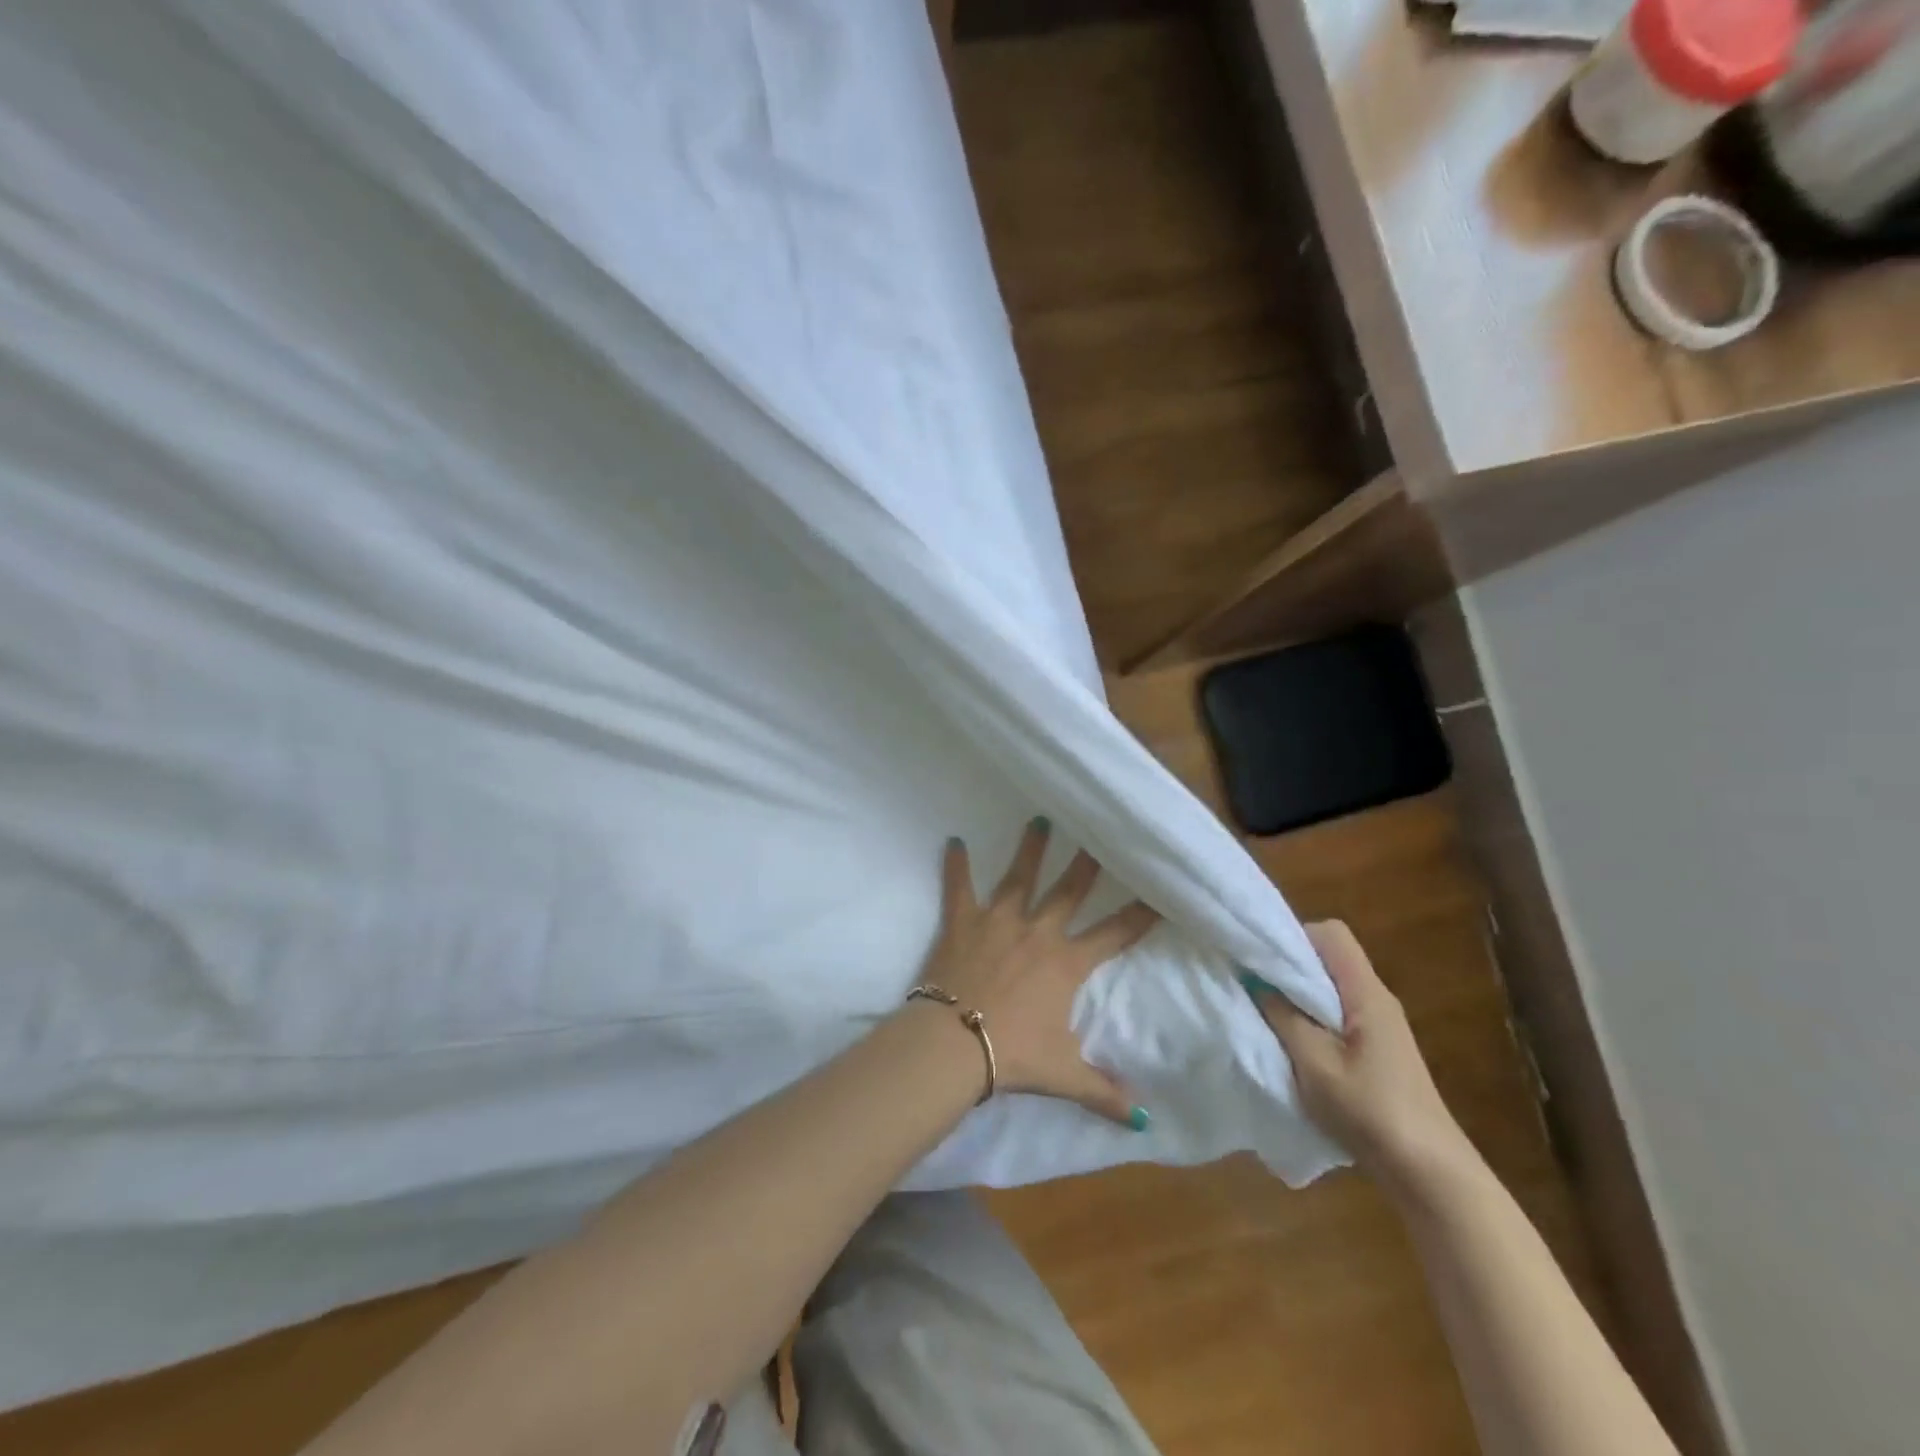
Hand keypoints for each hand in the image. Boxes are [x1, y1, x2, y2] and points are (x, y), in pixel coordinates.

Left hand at [919, 818, 1158, 1128]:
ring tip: (1039, 819)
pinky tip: (953, 841)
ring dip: (1030, 848)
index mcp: (1066, 963)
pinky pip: (959, 888)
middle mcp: (1038, 931)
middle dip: (1087, 862)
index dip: (1140, 914)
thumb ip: (1105, 1093)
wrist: (955, 1043)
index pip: (1114, 934)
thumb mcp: (1065, 1076)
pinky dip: (955, 866)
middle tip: (1099, 833)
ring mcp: (998, 921)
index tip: (1159, 890)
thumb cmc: (1014, 1054)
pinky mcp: (963, 922)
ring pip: (1019, 877)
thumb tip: (1145, 1119)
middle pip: (1069, 890)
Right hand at [1242, 921, 1469, 1180]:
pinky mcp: (1377, 1050)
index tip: (1261, 958)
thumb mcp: (1315, 1063)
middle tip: (1254, 984)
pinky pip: (1336, 1013)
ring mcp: (1379, 1025)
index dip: (1294, 936)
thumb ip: (1283, 1016)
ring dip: (1297, 995)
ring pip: (1330, 987)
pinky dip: (1310, 1017)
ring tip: (1266, 1012)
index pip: (1331, 934)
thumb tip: (1254, 981)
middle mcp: (1376, 999)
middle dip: (1289, 965)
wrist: (1429, 1173)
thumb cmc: (1371, 1111)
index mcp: (1366, 993)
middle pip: (1328, 957)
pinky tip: (1292, 1043)